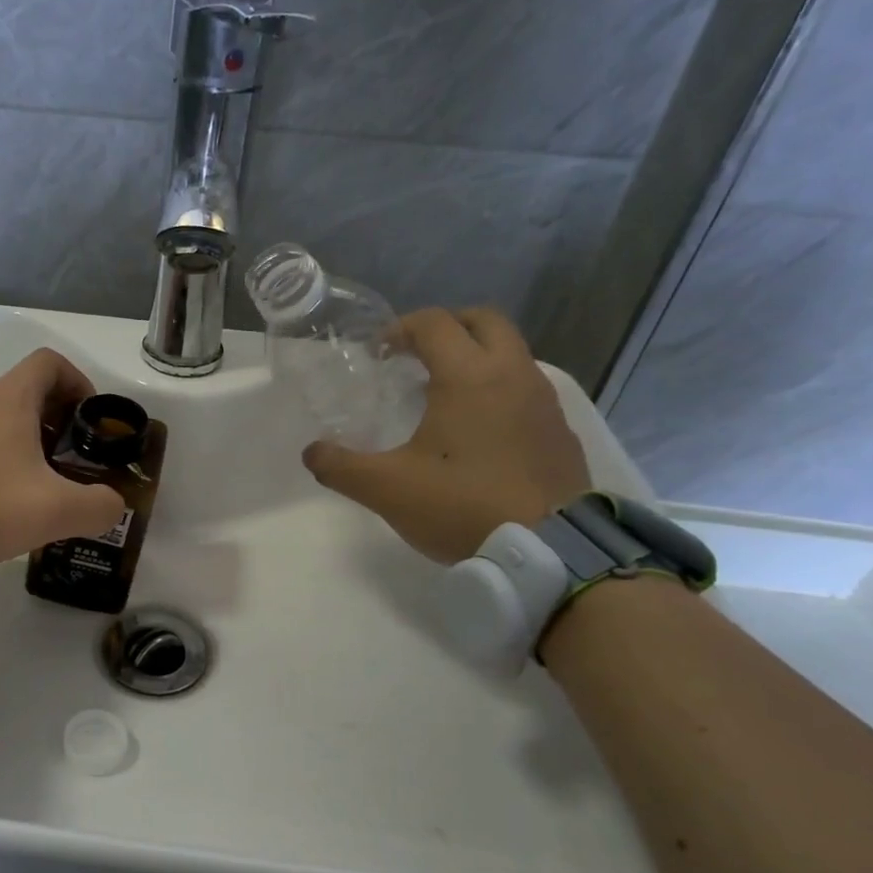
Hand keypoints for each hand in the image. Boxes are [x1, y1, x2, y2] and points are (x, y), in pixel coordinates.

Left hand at [0, 349, 126, 563]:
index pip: (49, 362)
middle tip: (75, 458)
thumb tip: (111, 505)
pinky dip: (4, 461)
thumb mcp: (56, 510)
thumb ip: (99, 506)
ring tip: (45, 486)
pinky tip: (9, 502)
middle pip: (28, 392)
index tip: (89, 420)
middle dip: (60, 419)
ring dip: (31, 443)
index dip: (78, 381)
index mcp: (9, 402)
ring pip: (3, 421)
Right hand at [303, 307, 589, 563]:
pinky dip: (499, 390)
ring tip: (443, 394)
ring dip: (476, 358)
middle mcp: (513, 374)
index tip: (378, 352)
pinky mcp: (560, 431)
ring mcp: (545, 402)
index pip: (435, 324)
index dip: (401, 329)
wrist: (551, 551)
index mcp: (469, 376)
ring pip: (511, 353)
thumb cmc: (462, 505)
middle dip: (447, 327)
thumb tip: (312, 452)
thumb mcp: (386, 489)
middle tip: (416, 354)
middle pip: (484, 321)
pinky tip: (479, 432)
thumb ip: (341, 466)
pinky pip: (527, 389)